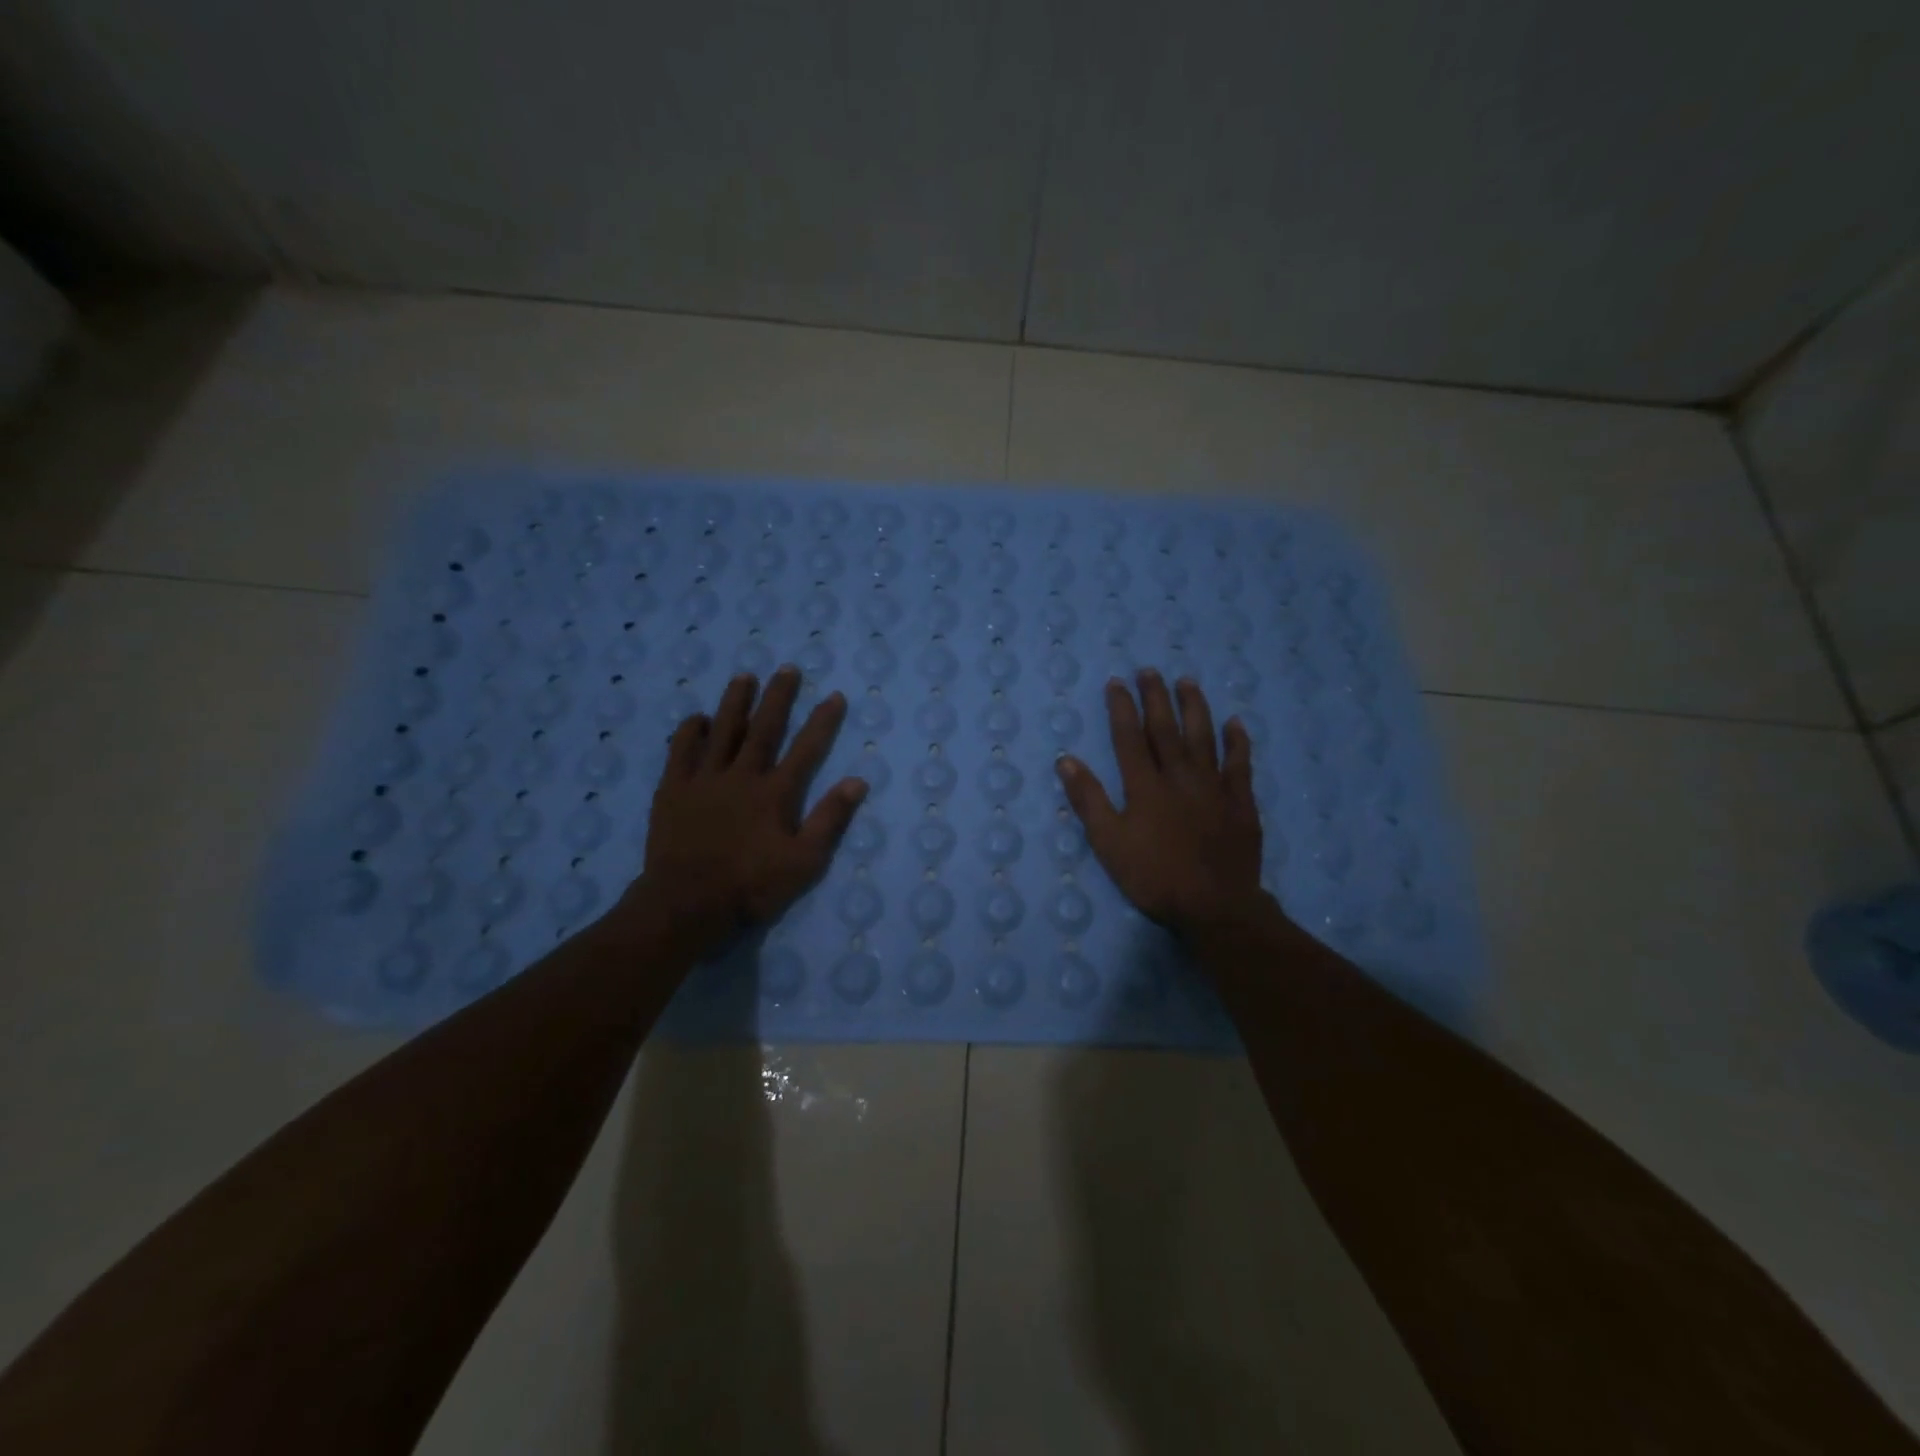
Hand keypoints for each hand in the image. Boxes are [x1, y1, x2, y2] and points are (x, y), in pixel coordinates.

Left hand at [618, 667, 866, 956]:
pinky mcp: (674, 790)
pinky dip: (690, 732)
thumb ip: (829, 819)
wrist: (687, 904)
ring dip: (735, 702)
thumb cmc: (751, 886)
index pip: (806, 749)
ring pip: (722, 731)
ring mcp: (704, 780)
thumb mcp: (805, 862)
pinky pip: (681, 752)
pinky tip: (697, 717)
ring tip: (744, 676)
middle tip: (787, 669)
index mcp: (776, 793)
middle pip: (764, 729)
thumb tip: (857, 781)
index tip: (834, 696)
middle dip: (778, 697)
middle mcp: (742, 776)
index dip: (823, 721)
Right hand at [1055, 670, 1269, 937]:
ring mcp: (1214, 787)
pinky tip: (1235, 723)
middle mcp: (1180, 777)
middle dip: (1156, 697)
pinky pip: (1240, 765)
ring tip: (1187, 682)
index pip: (1129, 737)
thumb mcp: (1109, 843)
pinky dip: (1237, 742)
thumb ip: (1089, 800)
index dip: (1121, 708)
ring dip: (1195, 707)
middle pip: (1166, 729)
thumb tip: (1066, 760)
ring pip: (1203, 738)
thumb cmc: (1154, 877)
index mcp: (1145, 786)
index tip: (1117, 682)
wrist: (1215, 906)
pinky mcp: (1240, 803)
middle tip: (1150, 670)